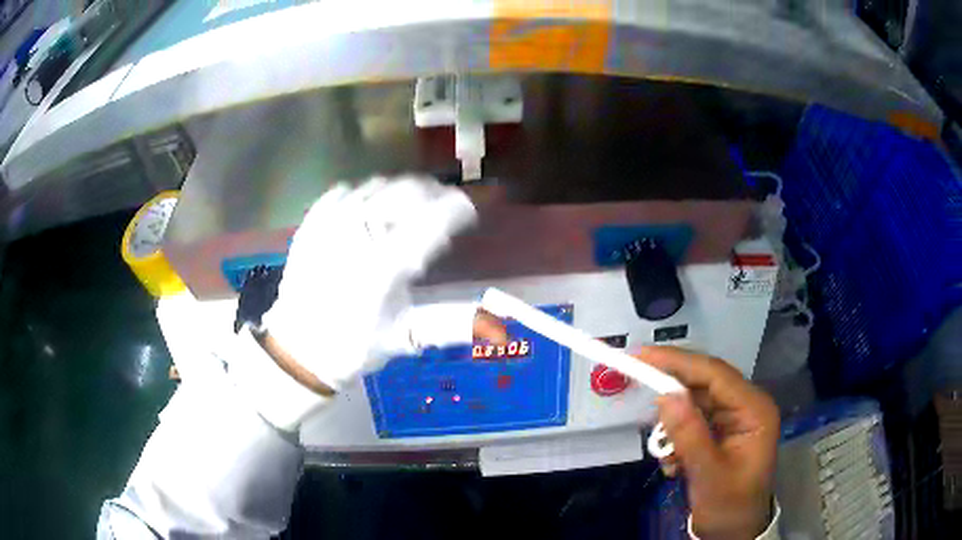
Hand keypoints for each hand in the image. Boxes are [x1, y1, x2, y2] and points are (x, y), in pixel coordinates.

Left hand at [234, 177, 504, 429]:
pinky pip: (345, 191)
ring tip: (409, 208)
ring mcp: (331, 224)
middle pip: (407, 192)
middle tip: (443, 206)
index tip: (468, 211)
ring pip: (377, 186)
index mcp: (385, 266)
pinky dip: (365, 195)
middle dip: (433, 194)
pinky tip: (369, 210)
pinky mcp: (312, 223)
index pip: (433, 221)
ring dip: (400, 192)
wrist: (298, 349)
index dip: (457, 210)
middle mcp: (358, 235)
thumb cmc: (354, 346)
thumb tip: (500, 327)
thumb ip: (452, 324)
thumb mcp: (406, 338)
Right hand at [642, 346, 779, 539]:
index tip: (642, 356)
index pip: (715, 374)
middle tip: (637, 384)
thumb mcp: (708, 476)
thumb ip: (689, 435)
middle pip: (704, 383)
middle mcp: (747, 405)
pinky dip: (677, 437)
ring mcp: (735, 418)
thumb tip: (665, 396)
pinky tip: (674, 464)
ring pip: (696, 402)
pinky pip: (693, 420)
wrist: (735, 531)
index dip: (678, 362)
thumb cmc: (729, 506)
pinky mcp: (722, 430)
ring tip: (666, 454)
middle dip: (672, 392)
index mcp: (754, 410)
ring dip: (673, 424)